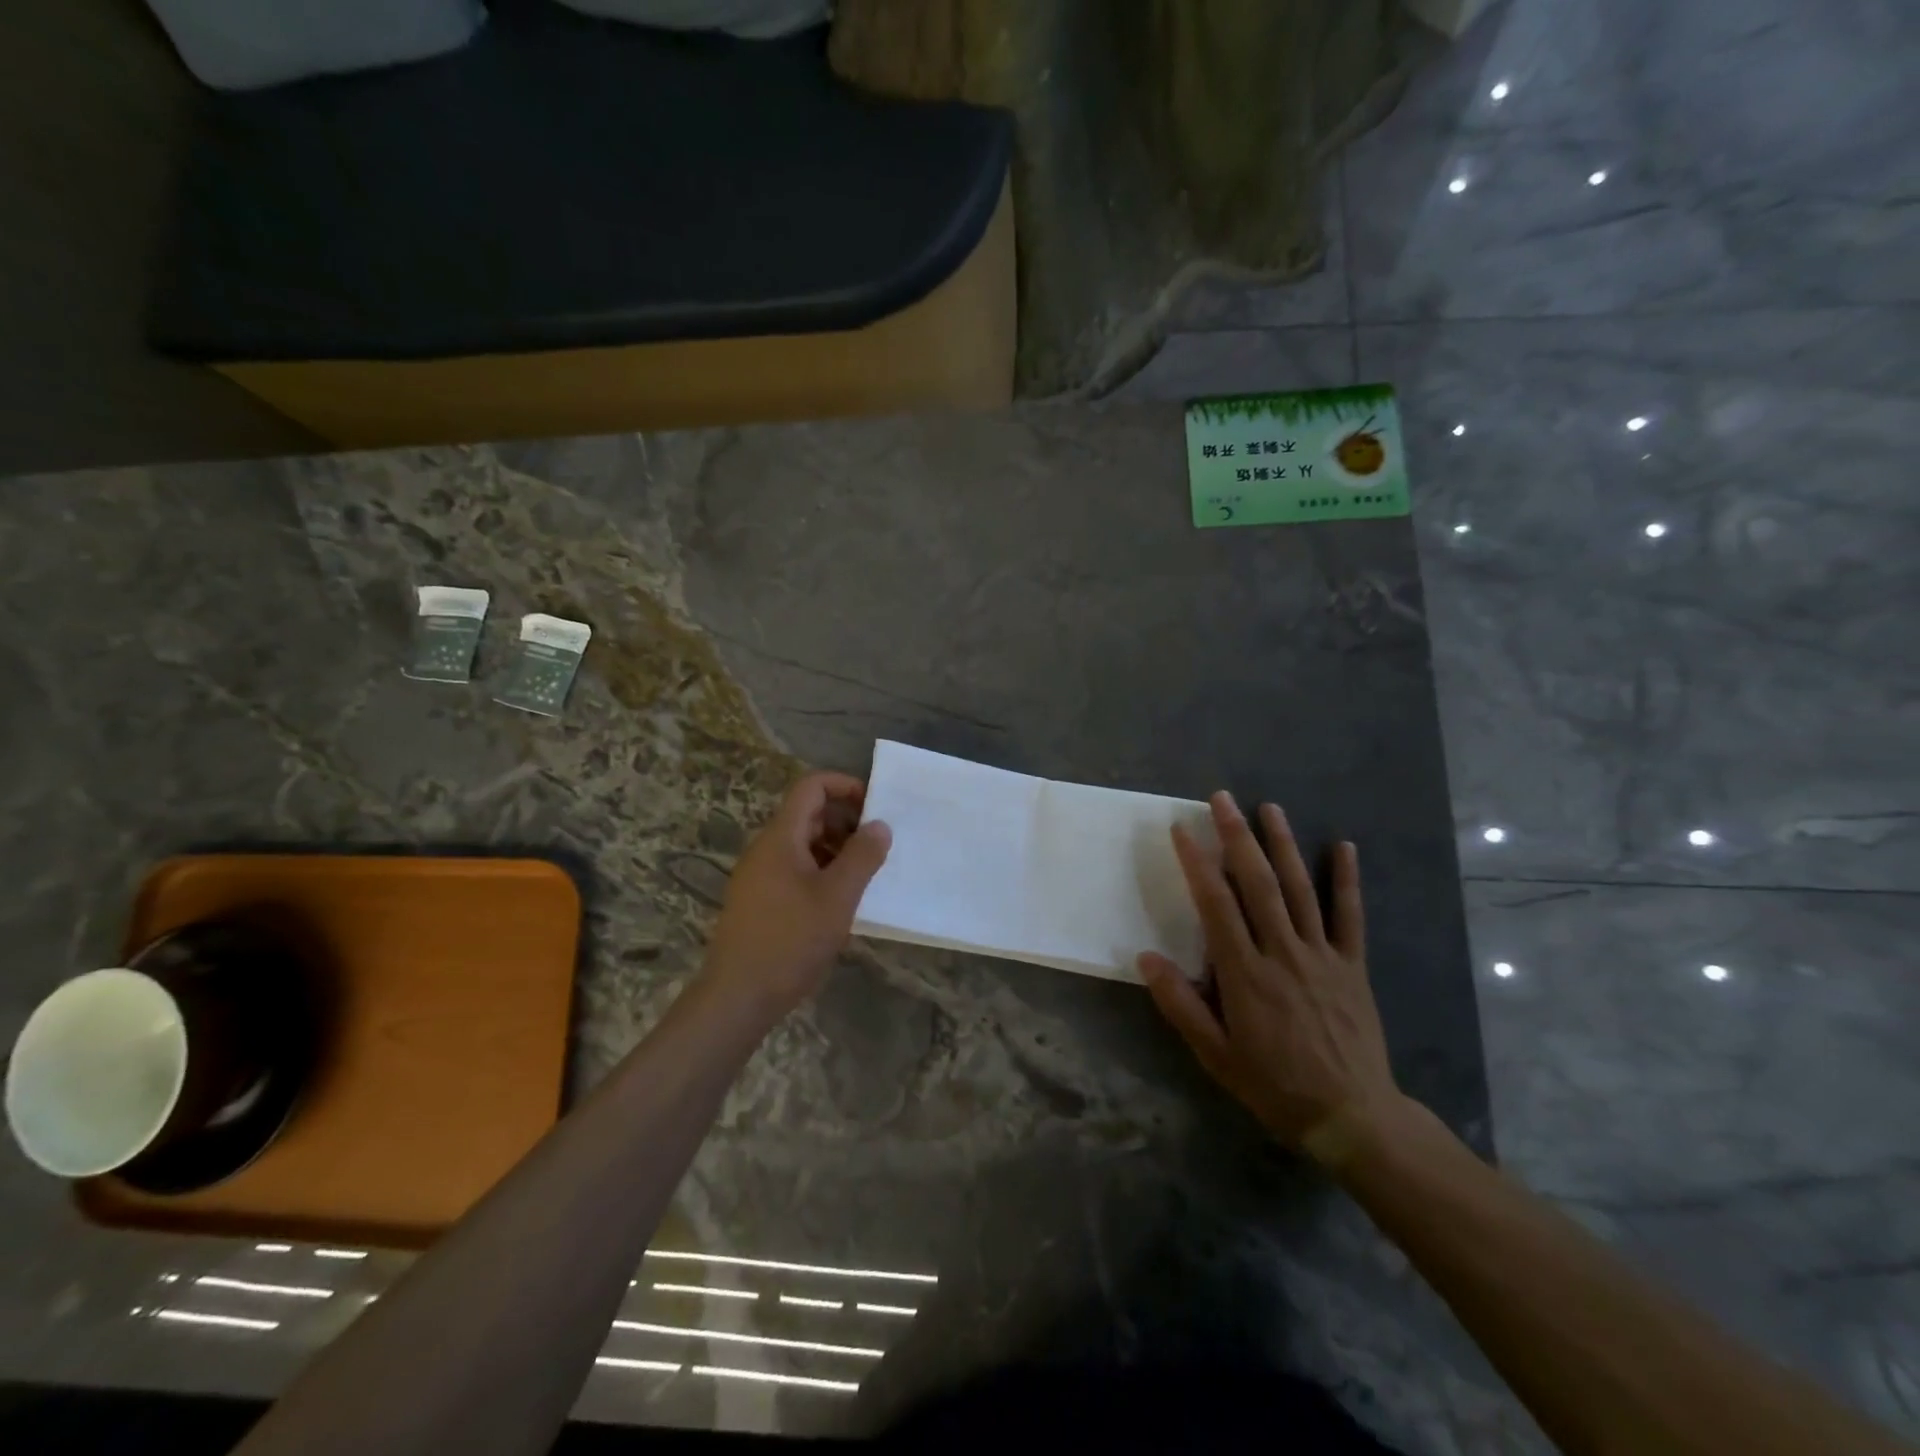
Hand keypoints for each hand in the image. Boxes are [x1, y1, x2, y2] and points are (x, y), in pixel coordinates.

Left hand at [701, 772, 891, 1019]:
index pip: (811, 787)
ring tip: (865, 875)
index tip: (875, 806)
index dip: (844, 786)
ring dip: (836, 850)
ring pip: (803, 845)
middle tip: (877, 846)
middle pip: (808, 815)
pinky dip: (821, 872)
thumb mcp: (838, 897)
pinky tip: (840, 901)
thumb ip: (862, 856)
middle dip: (846, 822)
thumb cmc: (790, 940)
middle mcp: (766, 849)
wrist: (737, 997)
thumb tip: (880, 825)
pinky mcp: (758, 901)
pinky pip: (794, 870)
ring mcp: (758, 876)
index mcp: (781, 837)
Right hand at [1139, 793, 1405, 1167]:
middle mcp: (1283, 953)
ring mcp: (1322, 956)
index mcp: (1245, 974)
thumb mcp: (1216, 1055)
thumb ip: (1180, 1004)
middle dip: (1238, 837)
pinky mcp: (1352, 966)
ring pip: (1300, 889)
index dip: (1197, 863)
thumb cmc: (1274, 1085)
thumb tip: (1146, 957)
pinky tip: (1343, 846)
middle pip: (1258, 884)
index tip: (1183, 829)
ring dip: (1283, 844)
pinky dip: (1346, 880)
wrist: (1352, 1117)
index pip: (1216, 905)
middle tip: (1222, 799)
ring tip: (1269, 808)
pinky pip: (1350, 916)